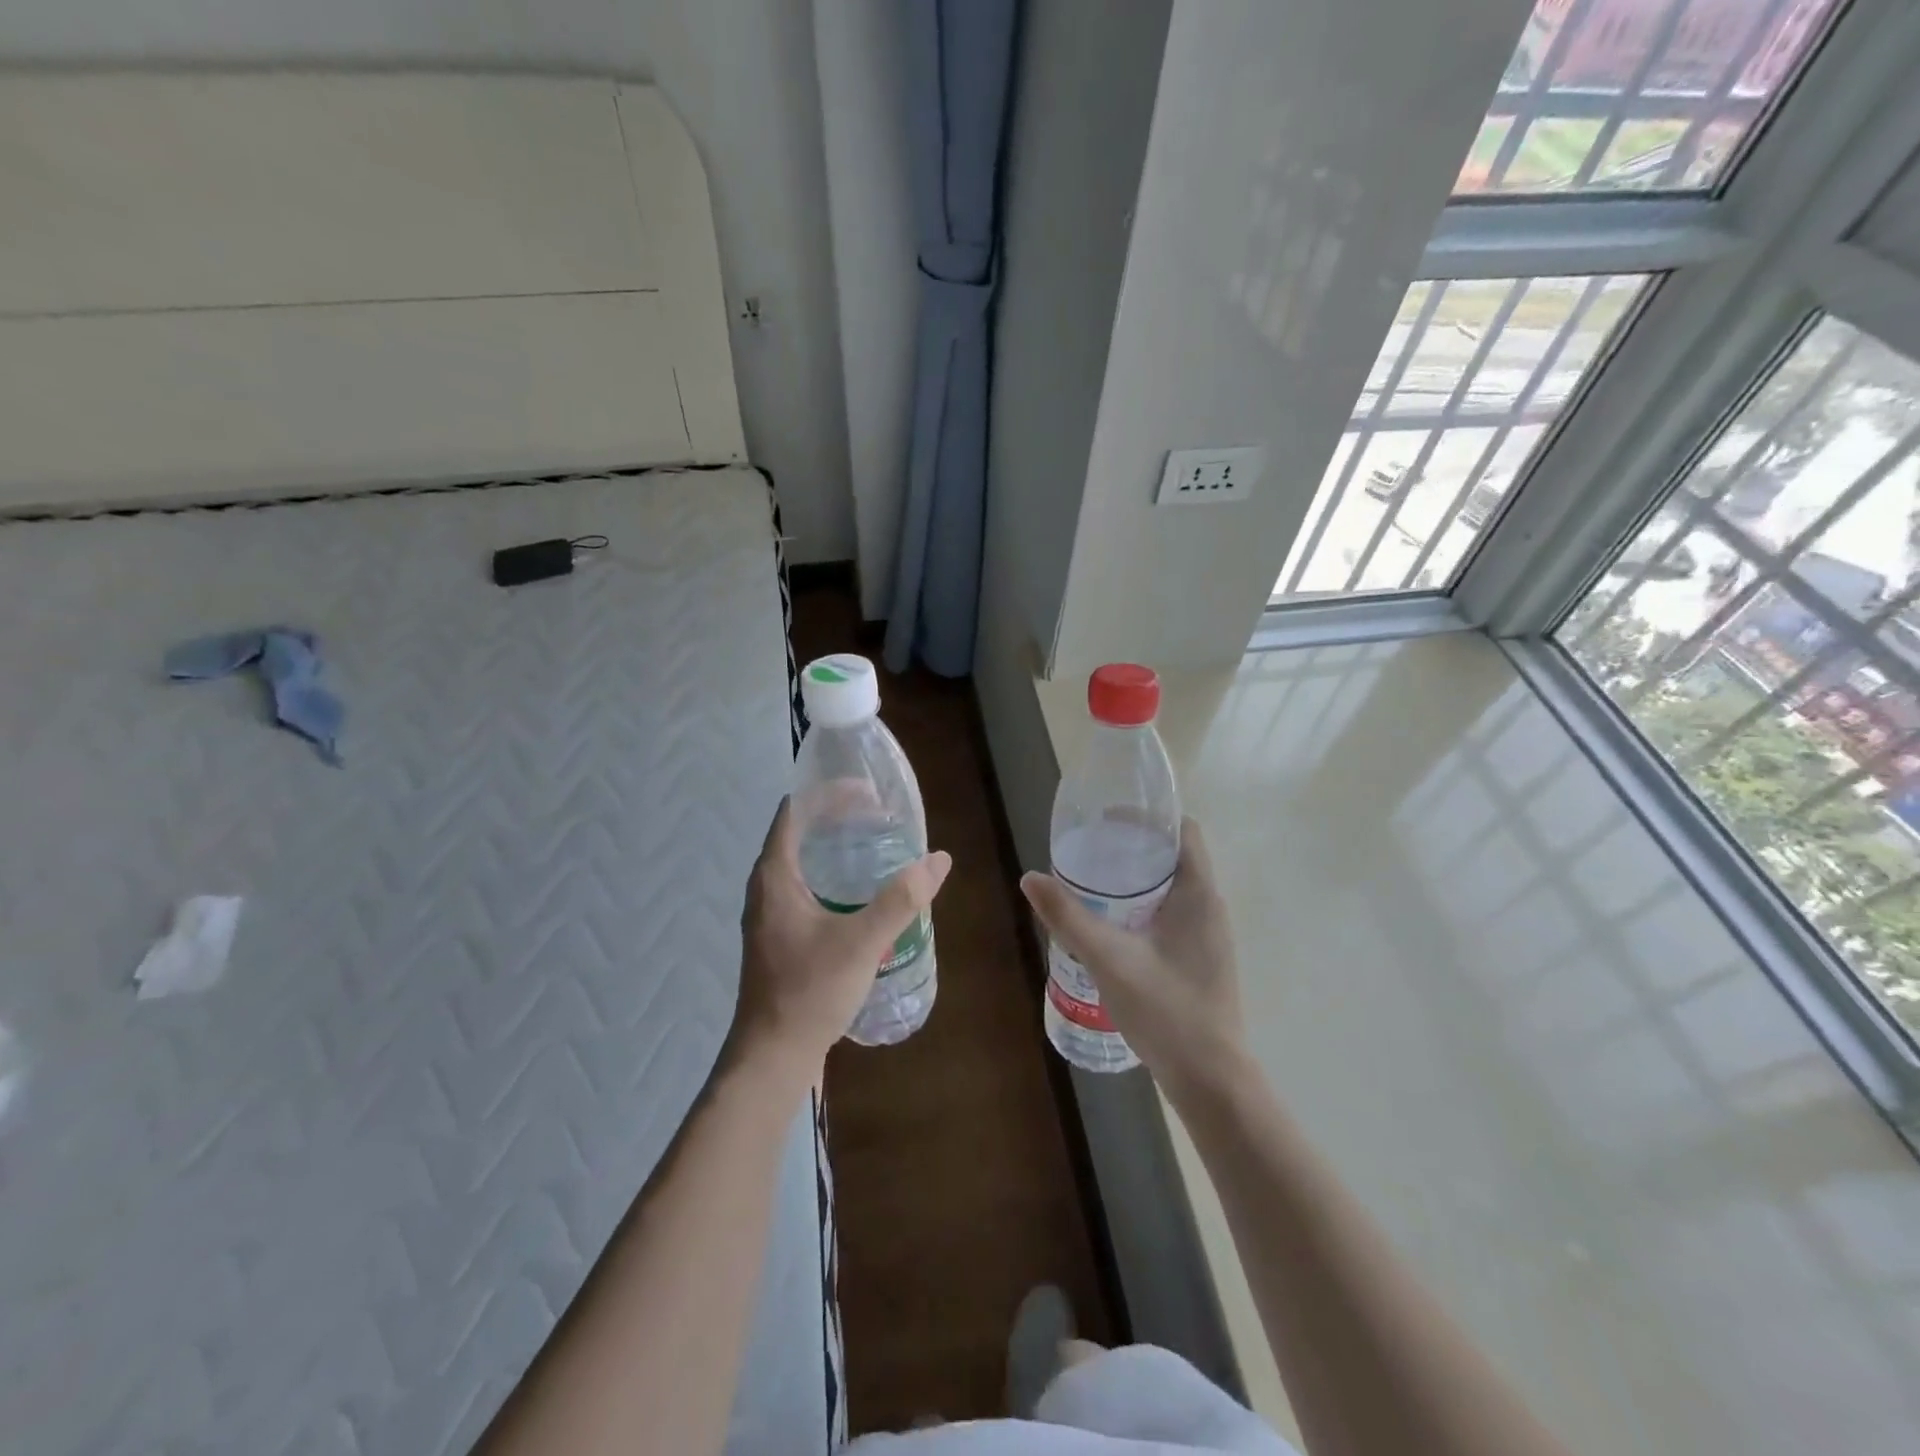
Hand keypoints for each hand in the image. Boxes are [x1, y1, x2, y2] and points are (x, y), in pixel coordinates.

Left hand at [730, 798, 951, 1081]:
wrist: (773, 1056)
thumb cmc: (810, 991)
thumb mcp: (862, 942)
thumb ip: (901, 899)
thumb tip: (939, 859)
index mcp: (774, 875)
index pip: (796, 810)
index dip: (830, 793)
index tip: (869, 793)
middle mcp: (766, 886)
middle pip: (801, 832)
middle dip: (840, 818)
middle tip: (882, 818)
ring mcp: (770, 913)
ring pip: (803, 862)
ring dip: (836, 848)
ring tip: (877, 847)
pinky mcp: (779, 936)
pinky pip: (805, 888)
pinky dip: (832, 876)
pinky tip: (862, 894)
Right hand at [1021, 818, 1245, 1094]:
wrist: (1211, 1079)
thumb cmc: (1166, 1010)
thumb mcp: (1108, 959)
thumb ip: (1068, 917)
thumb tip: (1030, 878)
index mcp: (1199, 894)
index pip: (1184, 831)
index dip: (1150, 817)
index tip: (1109, 817)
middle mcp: (1210, 906)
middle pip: (1175, 856)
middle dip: (1134, 846)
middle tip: (1090, 848)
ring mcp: (1209, 935)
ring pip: (1173, 887)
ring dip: (1138, 878)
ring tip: (1094, 882)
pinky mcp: (1201, 957)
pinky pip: (1173, 913)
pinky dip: (1145, 905)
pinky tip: (1113, 925)